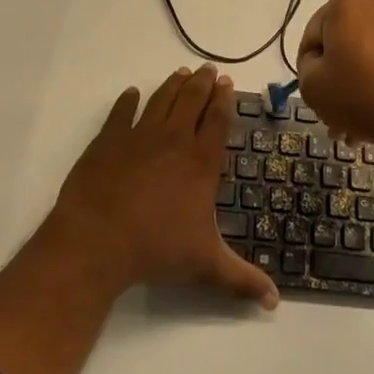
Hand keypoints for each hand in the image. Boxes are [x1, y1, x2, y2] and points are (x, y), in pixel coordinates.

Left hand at [50, 66, 278, 307]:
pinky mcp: (107, 140)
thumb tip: (274, 303)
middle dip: (202, 83)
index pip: (217, 122)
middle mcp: (173, 140)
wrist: (98, 239)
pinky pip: (120, 113)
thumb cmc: (156, 249)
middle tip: (209, 69)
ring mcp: (138, 136)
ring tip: (181, 72)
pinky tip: (130, 94)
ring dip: (172, 85)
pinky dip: (126, 102)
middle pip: (191, 102)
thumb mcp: (205, 266)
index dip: (224, 101)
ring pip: (160, 100)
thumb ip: (241, 280)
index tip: (228, 83)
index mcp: (200, 163)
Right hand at [296, 0, 373, 161]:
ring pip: (368, 54)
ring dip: (360, 84)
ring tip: (360, 124)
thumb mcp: (313, 88)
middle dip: (337, 79)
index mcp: (345, 2)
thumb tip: (321, 63)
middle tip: (337, 116)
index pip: (311, 38)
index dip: (309, 71)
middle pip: (343, 44)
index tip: (319, 99)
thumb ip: (305, 69)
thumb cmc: (365, 95)